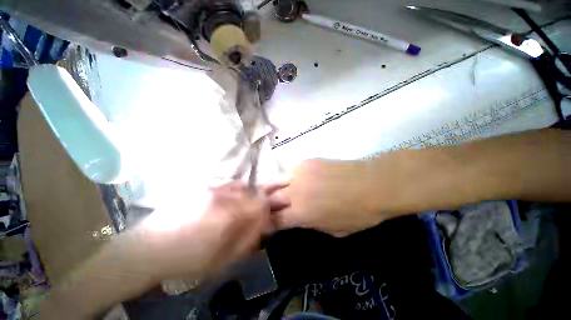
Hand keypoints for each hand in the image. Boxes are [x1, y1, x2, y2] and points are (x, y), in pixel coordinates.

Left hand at [133, 181, 274, 280]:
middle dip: (256, 202)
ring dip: (244, 195)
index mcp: (228, 215)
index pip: (260, 203)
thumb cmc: (187, 259)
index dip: (266, 210)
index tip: (263, 218)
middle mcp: (222, 196)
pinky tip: (224, 203)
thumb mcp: (222, 259)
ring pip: (239, 185)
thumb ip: (247, 240)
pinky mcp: (200, 186)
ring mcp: (210, 188)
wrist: (148, 248)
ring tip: (237, 208)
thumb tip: (262, 225)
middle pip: (251, 192)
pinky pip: (225, 184)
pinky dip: (232, 192)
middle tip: (250, 214)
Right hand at [270, 159, 386, 236]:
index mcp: (300, 214)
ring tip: (271, 192)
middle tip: (266, 207)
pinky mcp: (306, 162)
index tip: (268, 223)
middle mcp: (294, 192)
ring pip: (275, 180)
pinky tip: (293, 180)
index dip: (269, 223)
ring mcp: (299, 173)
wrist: (373, 185)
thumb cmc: (357, 214)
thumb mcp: (333, 230)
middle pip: (270, 199)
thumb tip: (298, 218)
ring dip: (271, 188)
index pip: (275, 220)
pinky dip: (287, 178)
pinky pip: (289, 170)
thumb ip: (310, 224)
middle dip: (266, 205)